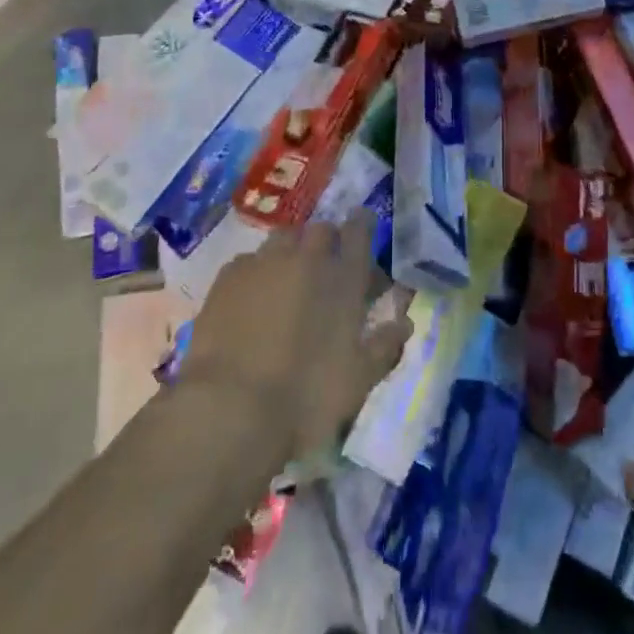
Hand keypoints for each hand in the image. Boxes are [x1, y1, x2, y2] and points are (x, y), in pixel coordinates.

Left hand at [180, 211, 412, 464]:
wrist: (230, 409)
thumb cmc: (306, 398)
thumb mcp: (358, 380)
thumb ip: (385, 345)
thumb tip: (405, 321)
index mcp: (344, 278)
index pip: (360, 231)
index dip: (363, 225)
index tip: (364, 226)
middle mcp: (306, 257)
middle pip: (321, 229)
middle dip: (326, 241)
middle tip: (325, 267)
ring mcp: (264, 262)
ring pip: (283, 238)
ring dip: (291, 251)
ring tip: (287, 278)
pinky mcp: (228, 276)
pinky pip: (249, 260)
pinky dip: (257, 271)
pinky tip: (251, 297)